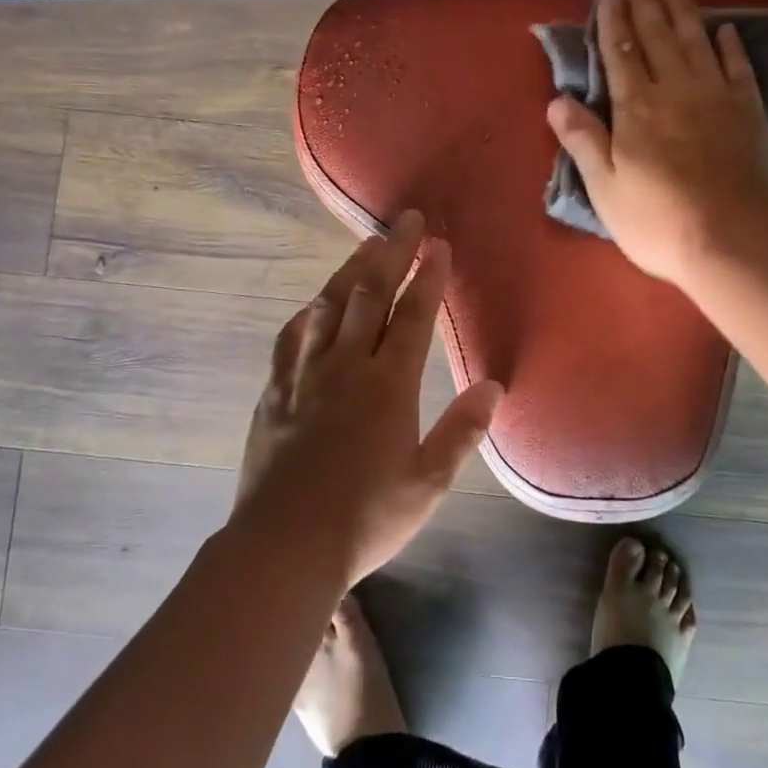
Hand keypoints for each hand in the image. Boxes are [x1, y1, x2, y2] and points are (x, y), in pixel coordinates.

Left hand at [233, 210, 503, 588]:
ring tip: (366, 244)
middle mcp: (346, 367)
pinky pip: (291, 339)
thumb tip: (493, 386)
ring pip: (329, 307)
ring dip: (350, 272)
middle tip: (406, 221)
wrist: (285, 546)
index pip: (413, 317)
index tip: (438, 245)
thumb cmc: (366, 517)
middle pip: (370, 296)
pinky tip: (314, 304)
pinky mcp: (274, 393)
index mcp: (388, 385)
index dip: (428, 278)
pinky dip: (308, 314)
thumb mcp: (428, 482)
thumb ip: (462, 430)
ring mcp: (305, 376)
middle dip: (392, 254)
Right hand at [547, 0, 767, 286]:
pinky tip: (725, 30)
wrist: (736, 241)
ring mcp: (718, 98)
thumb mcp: (605, 188)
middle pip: (658, 38)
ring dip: (684, 13)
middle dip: (646, 6)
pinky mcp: (750, 113)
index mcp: (636, 109)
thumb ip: (583, 140)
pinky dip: (730, 45)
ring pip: (697, 43)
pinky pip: (738, 67)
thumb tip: (556, 101)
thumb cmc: (659, 221)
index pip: (620, 54)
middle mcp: (676, 90)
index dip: (612, 22)